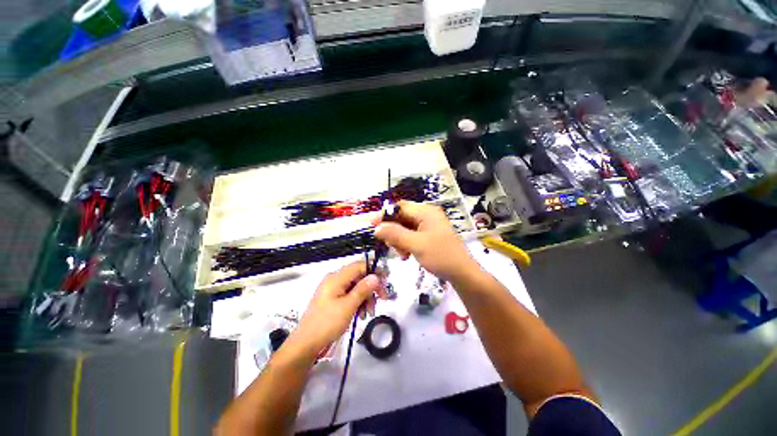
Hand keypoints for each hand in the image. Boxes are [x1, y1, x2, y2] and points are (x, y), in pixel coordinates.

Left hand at [293, 262, 381, 355]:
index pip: (359, 266)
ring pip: (356, 287)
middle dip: (371, 288)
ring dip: (365, 297)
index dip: (374, 270)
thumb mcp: (348, 306)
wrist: (305, 344)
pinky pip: (349, 295)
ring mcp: (333, 289)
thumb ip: (362, 289)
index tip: (386, 279)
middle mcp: (335, 280)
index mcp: (336, 278)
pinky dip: (358, 302)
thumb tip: (375, 276)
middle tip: (382, 299)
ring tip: (368, 313)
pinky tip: (361, 314)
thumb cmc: (327, 323)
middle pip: (359, 276)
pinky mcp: (332, 299)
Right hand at [374, 200, 479, 281]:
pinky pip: (411, 235)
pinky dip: (406, 244)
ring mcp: (428, 225)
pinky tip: (406, 255)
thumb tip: (376, 228)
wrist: (461, 273)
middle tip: (390, 245)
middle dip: (393, 231)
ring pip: (405, 228)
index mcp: (425, 211)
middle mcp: (426, 215)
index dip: (385, 215)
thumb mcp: (415, 244)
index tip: (372, 226)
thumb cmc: (440, 256)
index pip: (399, 207)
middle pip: (401, 217)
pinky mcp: (428, 235)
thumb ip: (395, 234)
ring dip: (398, 240)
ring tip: (401, 254)